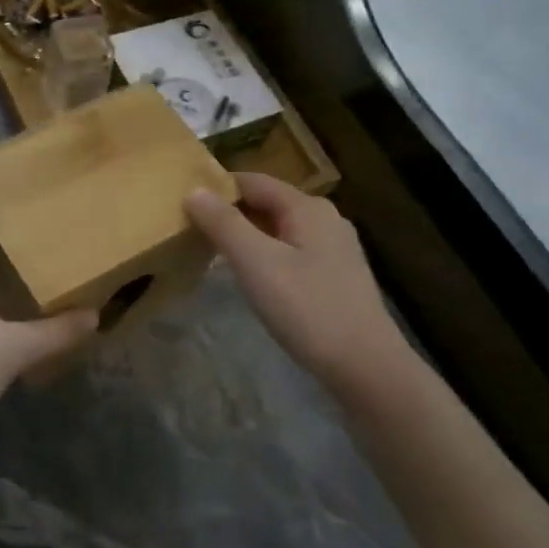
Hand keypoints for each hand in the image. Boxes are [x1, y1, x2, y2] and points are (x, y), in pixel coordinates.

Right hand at [186, 172, 408, 388]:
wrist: (366, 367)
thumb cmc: (307, 309)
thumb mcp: (256, 263)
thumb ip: (224, 224)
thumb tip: (193, 190)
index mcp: (307, 207)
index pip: (252, 181)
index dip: (216, 188)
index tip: (182, 203)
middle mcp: (325, 218)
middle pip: (267, 202)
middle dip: (230, 212)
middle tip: (190, 228)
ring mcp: (334, 247)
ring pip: (279, 228)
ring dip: (246, 234)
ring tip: (212, 251)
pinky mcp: (336, 274)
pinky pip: (291, 250)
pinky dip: (265, 253)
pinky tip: (251, 275)